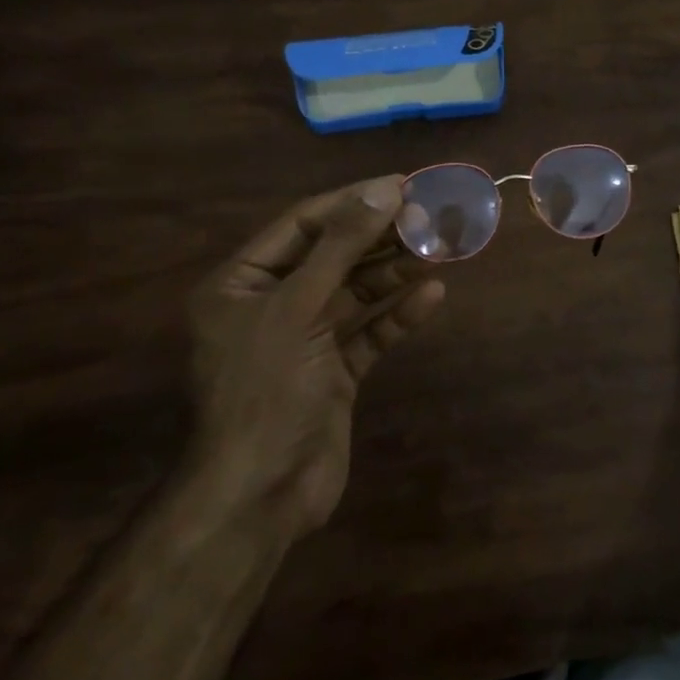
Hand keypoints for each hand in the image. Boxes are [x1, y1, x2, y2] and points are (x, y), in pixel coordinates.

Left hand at [186, 176, 445, 534]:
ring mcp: (304, 341)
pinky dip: (398, 315)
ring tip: (439, 247)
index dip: (352, 202)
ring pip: (355, 293)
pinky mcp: (334, 373)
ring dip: (394, 271)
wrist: (262, 494)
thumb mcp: (298, 307)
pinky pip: (370, 333)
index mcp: (240, 284)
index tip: (402, 185)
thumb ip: (342, 247)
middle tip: (429, 215)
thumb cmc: (266, 389)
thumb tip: (386, 189)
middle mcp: (270, 306)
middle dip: (379, 236)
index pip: (302, 225)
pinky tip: (433, 296)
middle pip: (333, 257)